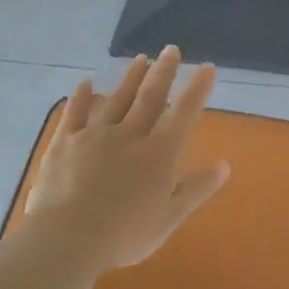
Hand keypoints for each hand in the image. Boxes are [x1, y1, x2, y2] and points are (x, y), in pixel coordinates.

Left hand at [21, 47, 229, 269]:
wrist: (67, 238)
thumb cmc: (125, 234)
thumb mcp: (169, 217)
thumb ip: (195, 189)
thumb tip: (224, 166)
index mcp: (159, 154)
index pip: (184, 114)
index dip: (197, 89)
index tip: (206, 68)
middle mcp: (130, 136)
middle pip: (150, 98)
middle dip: (163, 72)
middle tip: (171, 50)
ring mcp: (94, 136)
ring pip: (116, 100)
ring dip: (130, 79)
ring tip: (140, 59)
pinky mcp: (65, 144)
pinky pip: (75, 114)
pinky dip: (82, 97)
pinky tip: (86, 84)